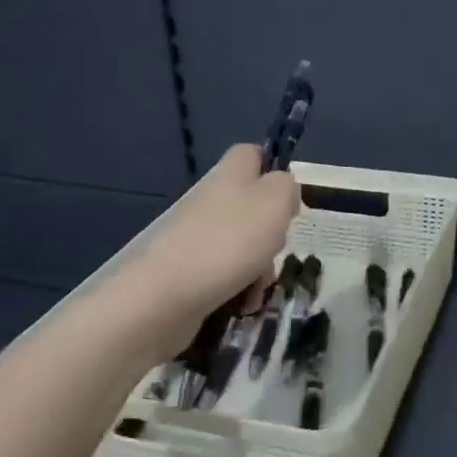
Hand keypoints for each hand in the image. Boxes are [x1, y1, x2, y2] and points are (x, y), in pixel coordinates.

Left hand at [125, 145, 300, 353]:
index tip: (289, 198)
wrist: (167, 295)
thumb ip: (287, 187)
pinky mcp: (189, 270)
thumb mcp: (275, 201)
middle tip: (277, 246)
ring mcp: (198, 236)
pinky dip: (241, 288)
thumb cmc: (230, 240)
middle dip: (273, 231)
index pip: (252, 154)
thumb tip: (283, 190)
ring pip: (244, 244)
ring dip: (261, 267)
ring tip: (259, 285)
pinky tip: (244, 303)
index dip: (274, 169)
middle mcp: (212, 200)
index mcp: (231, 175)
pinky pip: (227, 274)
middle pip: (253, 206)